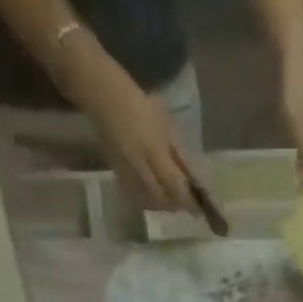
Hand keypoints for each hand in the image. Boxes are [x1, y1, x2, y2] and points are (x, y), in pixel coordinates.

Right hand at [69, 57, 194, 210]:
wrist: (103, 96)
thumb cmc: (138, 102)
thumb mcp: (164, 122)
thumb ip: (176, 150)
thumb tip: (189, 173)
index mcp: (155, 151)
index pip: (176, 185)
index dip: (188, 199)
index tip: (199, 206)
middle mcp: (142, 167)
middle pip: (163, 199)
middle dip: (176, 204)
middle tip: (186, 203)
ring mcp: (128, 173)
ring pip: (150, 201)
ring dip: (163, 204)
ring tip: (171, 200)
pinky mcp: (119, 174)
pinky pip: (137, 196)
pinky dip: (149, 200)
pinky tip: (154, 196)